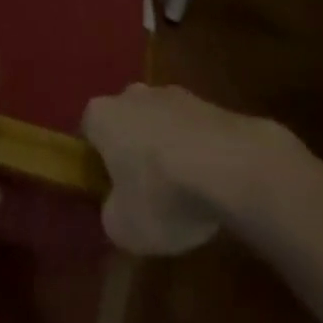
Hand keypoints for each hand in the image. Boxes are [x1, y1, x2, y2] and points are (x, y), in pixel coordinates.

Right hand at [83, 84, 299, 254]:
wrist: (234, 167)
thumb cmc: (163, 193)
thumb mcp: (123, 227)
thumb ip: (112, 215)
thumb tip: (119, 209)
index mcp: (101, 114)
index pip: (88, 133)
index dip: (97, 164)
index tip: (110, 192)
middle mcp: (132, 94)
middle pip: (126, 123)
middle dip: (134, 152)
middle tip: (147, 192)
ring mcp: (175, 94)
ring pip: (162, 125)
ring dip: (169, 151)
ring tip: (187, 194)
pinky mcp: (213, 104)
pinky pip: (195, 132)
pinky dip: (200, 154)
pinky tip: (214, 185)